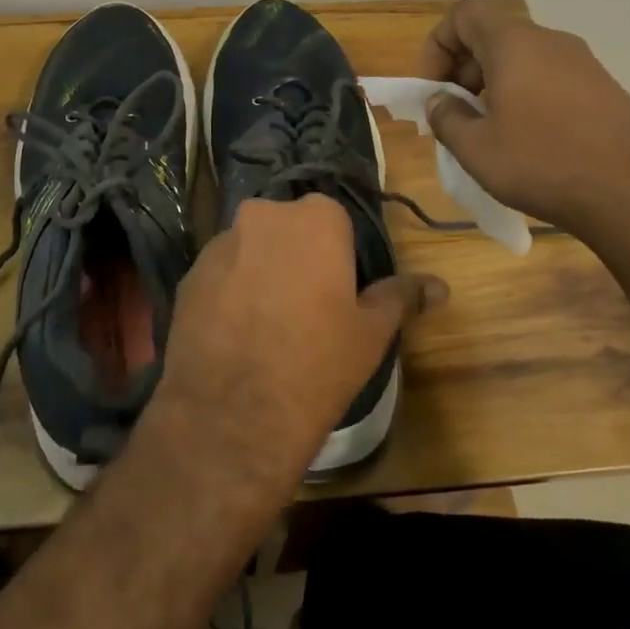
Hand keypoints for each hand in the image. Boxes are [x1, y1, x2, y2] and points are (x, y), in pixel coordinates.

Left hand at [153, 195, 444, 486]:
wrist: (233, 413)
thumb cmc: (317, 363)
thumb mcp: (371, 333)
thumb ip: (402, 297)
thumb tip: (440, 286)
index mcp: (316, 218)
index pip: (333, 221)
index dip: (338, 257)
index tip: (338, 293)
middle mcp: (264, 215)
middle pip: (288, 228)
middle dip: (297, 256)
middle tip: (306, 307)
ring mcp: (220, 242)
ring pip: (251, 248)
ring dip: (261, 271)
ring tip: (267, 324)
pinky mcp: (189, 273)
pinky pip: (220, 272)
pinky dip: (230, 290)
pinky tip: (236, 332)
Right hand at [419, 0, 629, 231]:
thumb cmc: (544, 163)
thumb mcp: (477, 149)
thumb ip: (447, 118)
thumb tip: (440, 102)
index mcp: (515, 44)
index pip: (465, 13)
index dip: (438, 44)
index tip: (433, 88)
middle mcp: (550, 42)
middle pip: (493, 35)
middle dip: (463, 69)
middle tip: (455, 113)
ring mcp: (583, 64)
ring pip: (522, 59)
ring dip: (493, 85)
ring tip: (488, 132)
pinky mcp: (603, 89)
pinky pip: (548, 78)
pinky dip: (524, 96)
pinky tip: (526, 141)